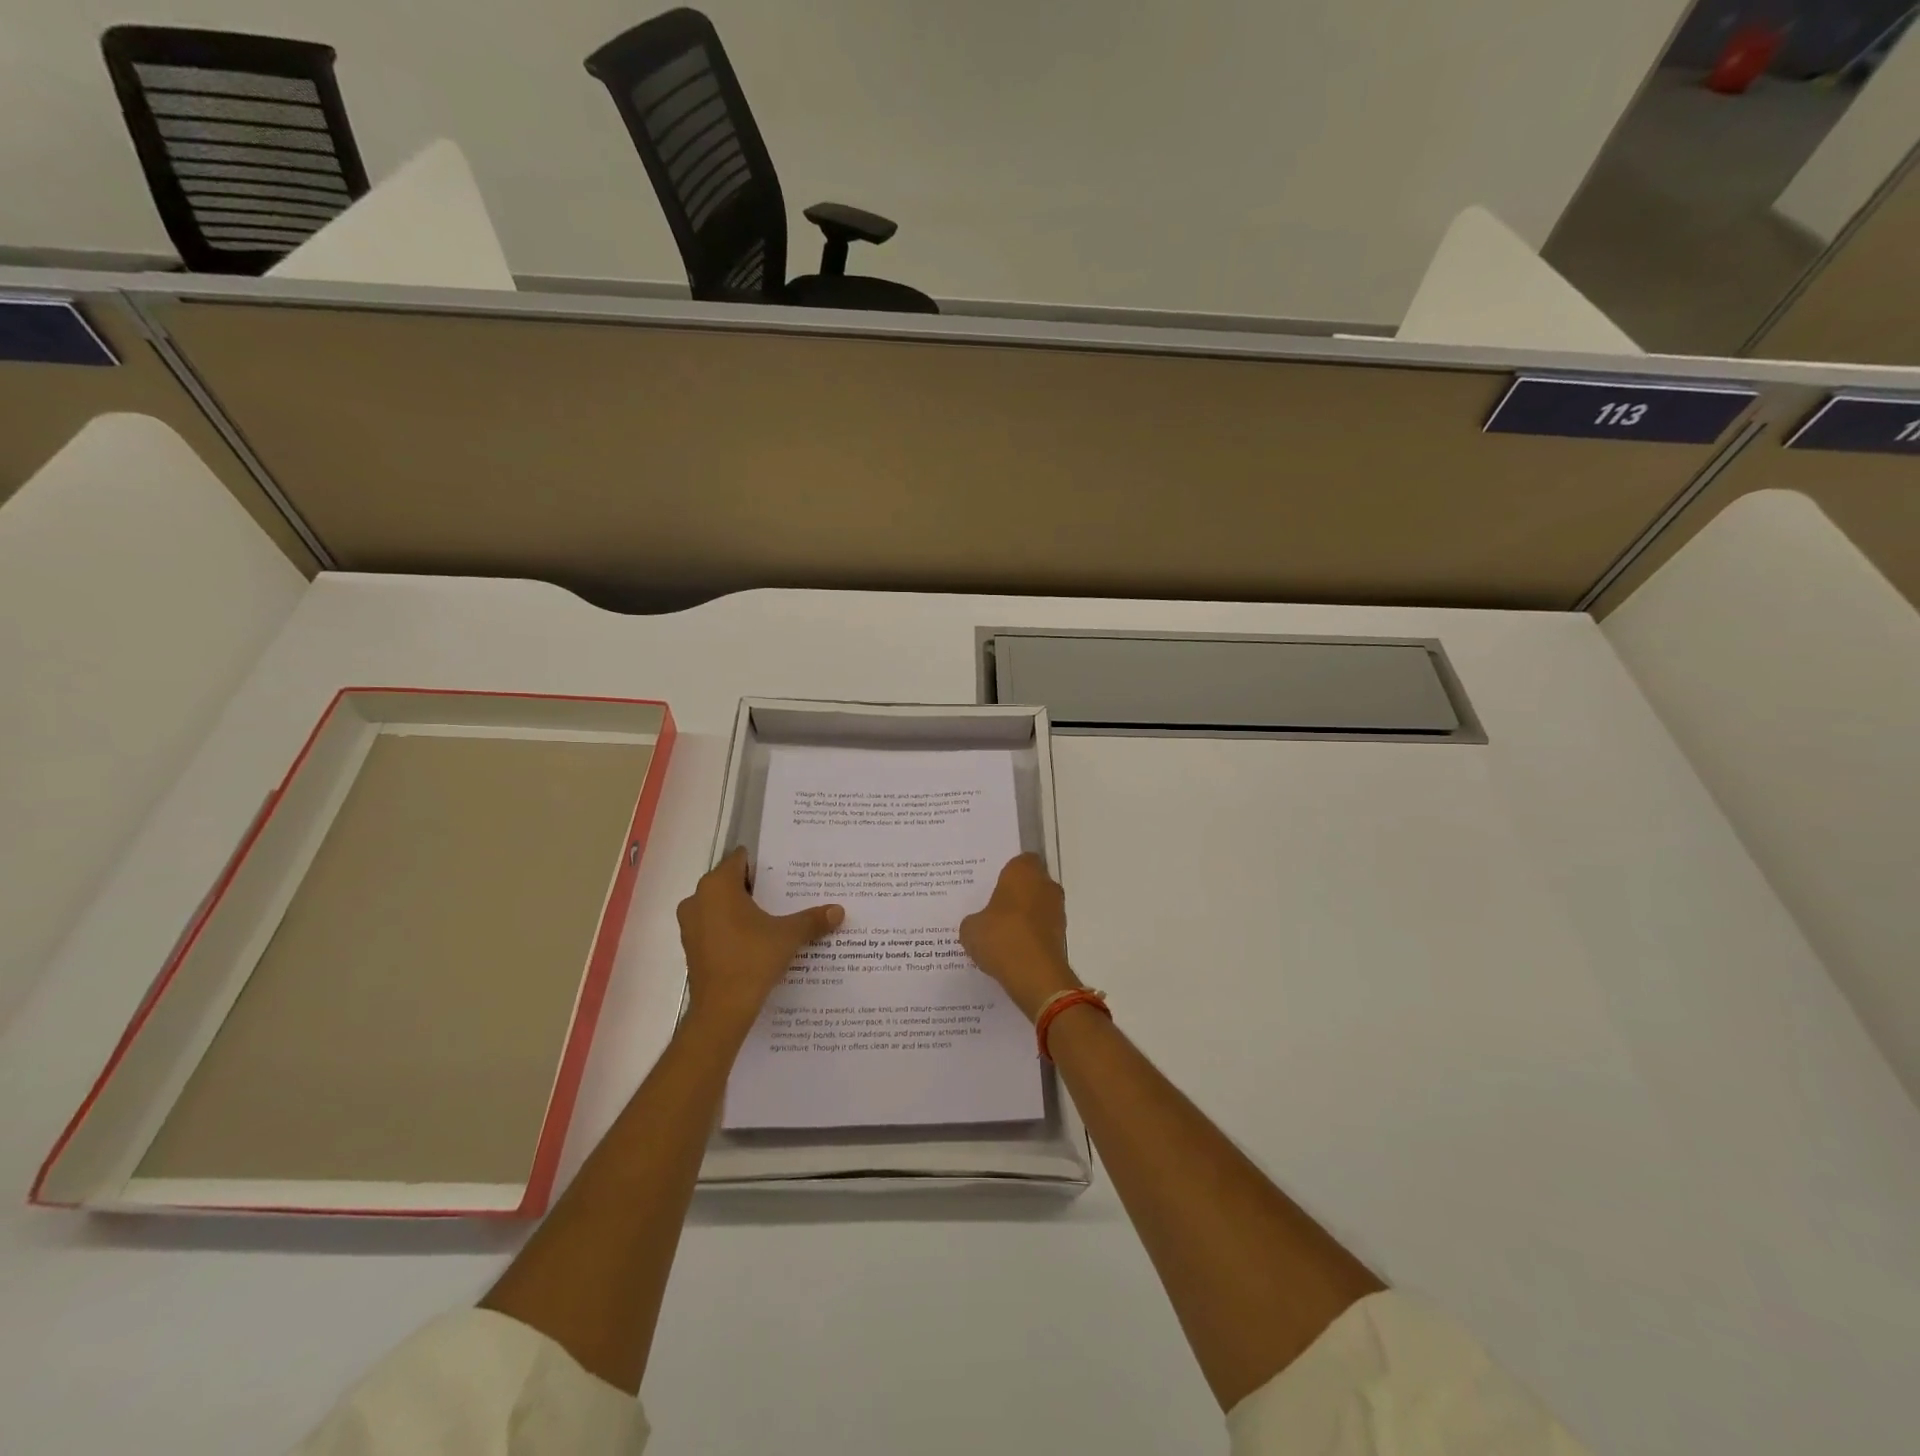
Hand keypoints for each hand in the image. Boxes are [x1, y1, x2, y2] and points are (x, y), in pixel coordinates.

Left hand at [676, 848, 842, 1035]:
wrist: (721, 1010)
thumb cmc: (752, 959)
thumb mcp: (788, 936)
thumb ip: (812, 919)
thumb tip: (839, 910)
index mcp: (718, 885)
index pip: (740, 859)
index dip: (764, 864)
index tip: (786, 872)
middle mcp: (698, 898)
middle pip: (731, 882)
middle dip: (757, 888)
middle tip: (787, 894)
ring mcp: (690, 924)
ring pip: (721, 905)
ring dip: (743, 909)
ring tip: (775, 917)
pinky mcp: (691, 946)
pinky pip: (714, 926)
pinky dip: (732, 928)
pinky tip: (756, 940)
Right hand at [959, 853, 1082, 1021]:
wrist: (1035, 975)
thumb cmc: (1001, 937)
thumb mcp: (971, 928)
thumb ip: (975, 920)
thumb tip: (980, 923)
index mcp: (1023, 871)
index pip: (1019, 861)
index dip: (1006, 872)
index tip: (992, 885)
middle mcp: (1046, 885)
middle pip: (1031, 884)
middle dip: (1015, 895)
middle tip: (992, 909)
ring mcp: (1057, 911)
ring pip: (1038, 907)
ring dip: (1024, 918)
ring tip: (999, 934)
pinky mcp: (1062, 936)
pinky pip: (1041, 930)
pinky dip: (1030, 937)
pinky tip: (1011, 951)